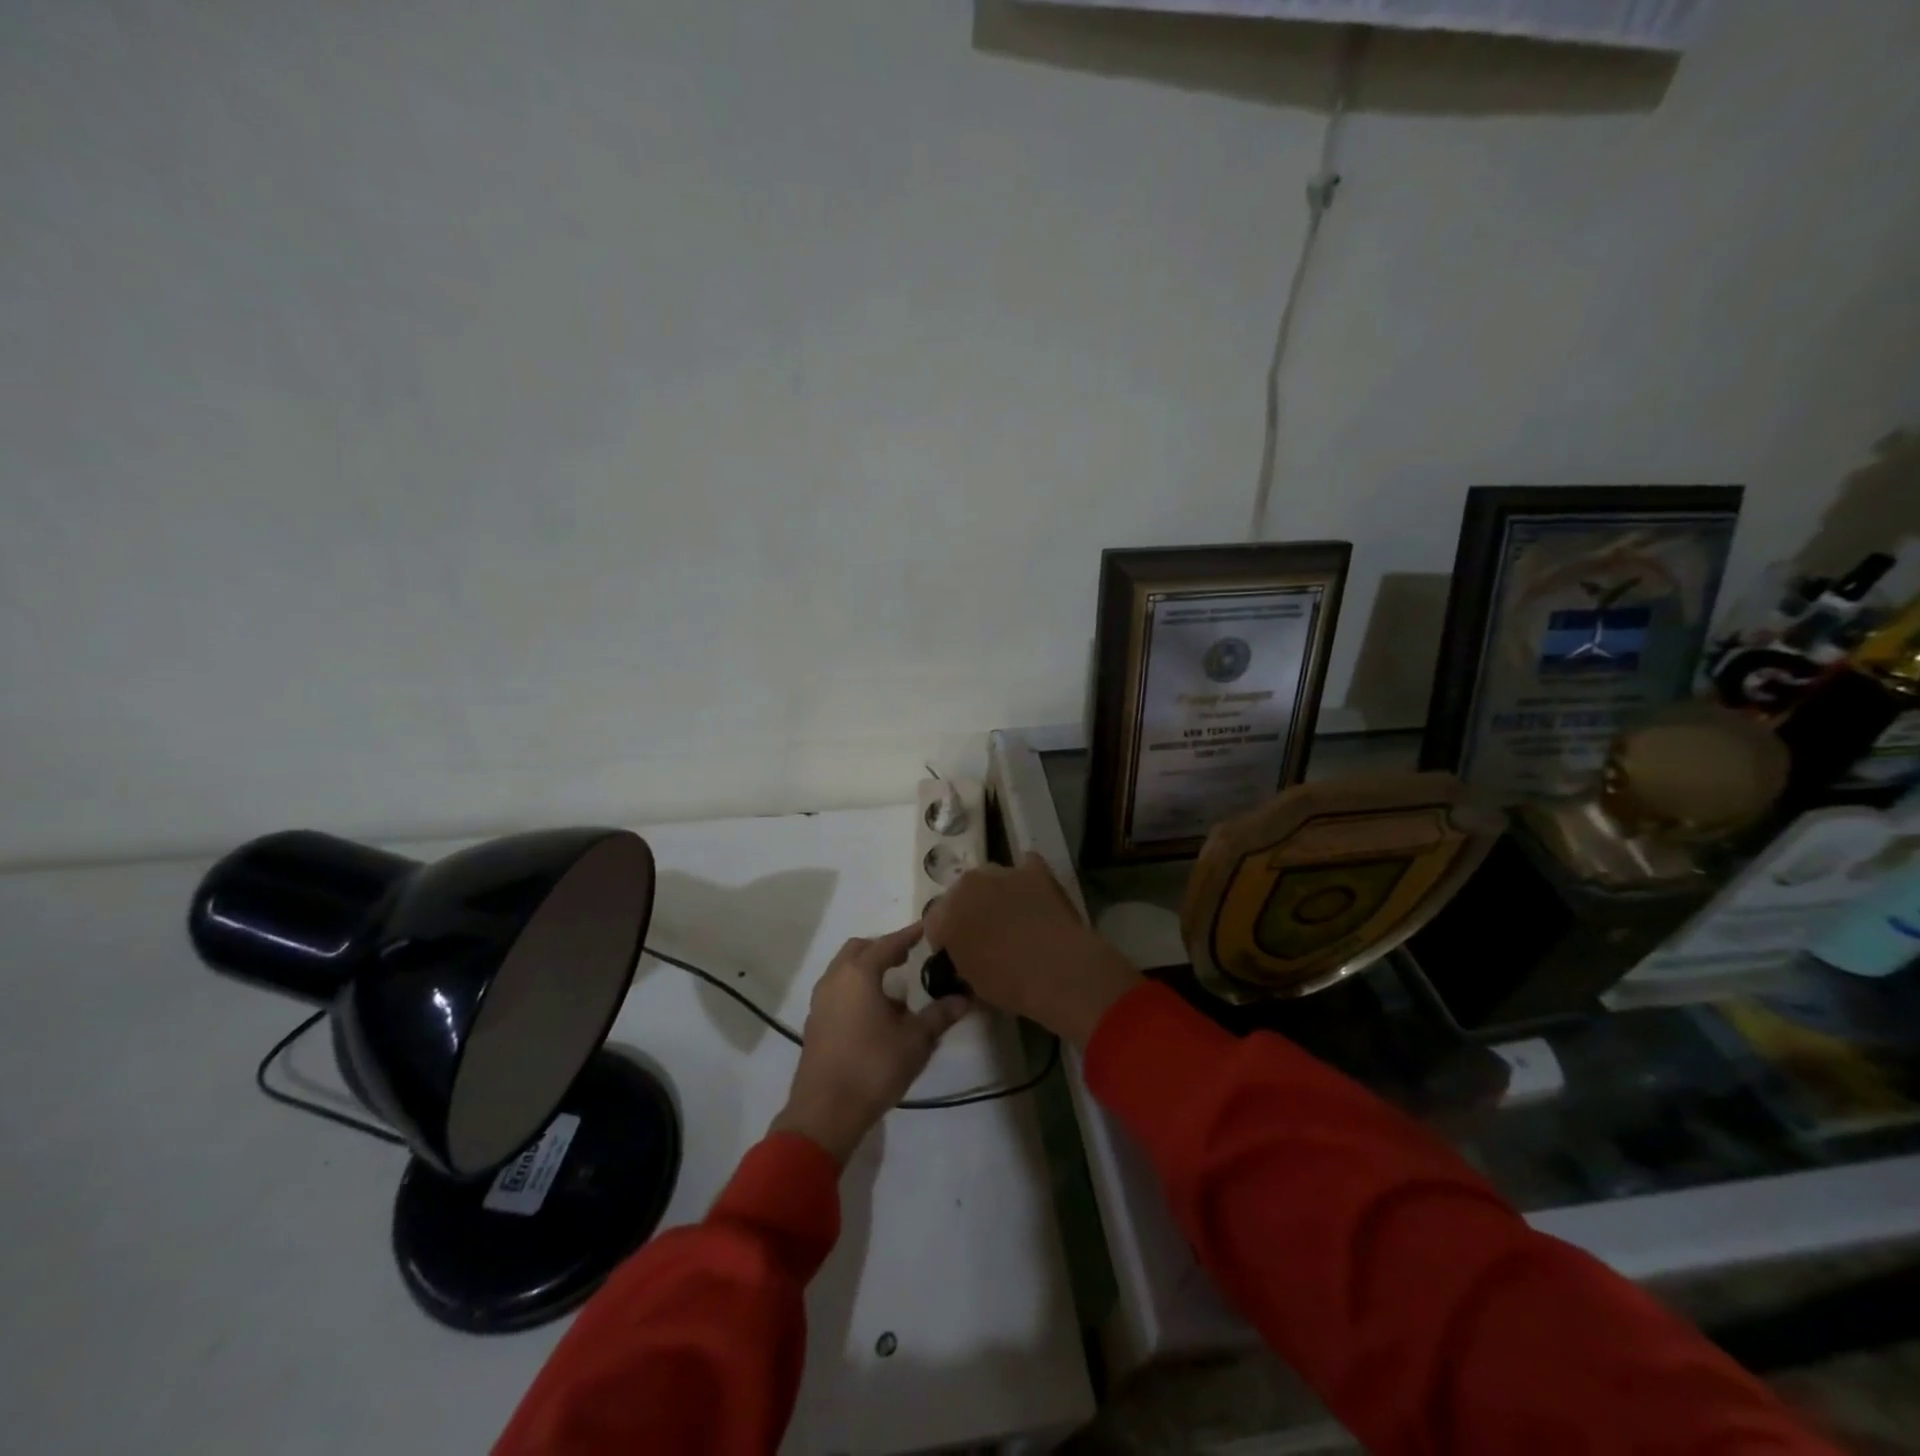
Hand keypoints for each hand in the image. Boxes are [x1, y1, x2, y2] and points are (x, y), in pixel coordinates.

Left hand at [770, 925, 969, 1166]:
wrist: (825, 1112)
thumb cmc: (873, 1067)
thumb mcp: (915, 1041)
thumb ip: (938, 1015)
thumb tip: (963, 998)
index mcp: (859, 974)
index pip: (887, 944)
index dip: (908, 935)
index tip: (925, 928)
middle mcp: (835, 979)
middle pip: (859, 950)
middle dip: (883, 948)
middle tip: (907, 956)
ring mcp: (820, 1002)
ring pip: (844, 971)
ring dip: (868, 970)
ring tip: (895, 989)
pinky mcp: (815, 1023)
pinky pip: (838, 991)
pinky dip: (857, 989)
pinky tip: (877, 1014)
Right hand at [923, 853, 1140, 1046]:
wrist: (1056, 970)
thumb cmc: (1009, 984)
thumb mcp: (971, 981)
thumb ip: (960, 959)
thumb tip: (966, 954)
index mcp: (945, 916)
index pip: (934, 922)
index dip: (946, 938)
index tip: (958, 952)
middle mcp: (967, 885)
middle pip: (961, 893)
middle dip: (970, 909)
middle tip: (987, 932)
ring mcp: (1001, 872)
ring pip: (990, 878)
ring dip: (996, 892)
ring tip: (1015, 915)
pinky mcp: (1033, 869)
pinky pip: (1025, 867)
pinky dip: (1027, 879)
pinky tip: (1036, 897)